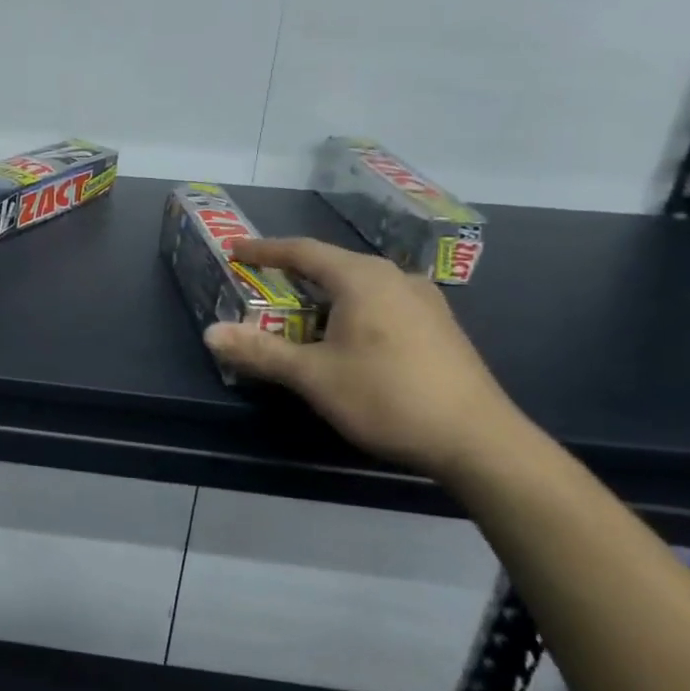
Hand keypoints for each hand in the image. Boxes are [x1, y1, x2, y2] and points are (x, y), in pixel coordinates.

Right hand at [203, 237, 525, 475]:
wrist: (479, 441)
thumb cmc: (388, 397)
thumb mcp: (314, 376)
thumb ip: (261, 351)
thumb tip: (210, 334)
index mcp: (362, 279)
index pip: (303, 251)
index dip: (264, 250)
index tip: (235, 249)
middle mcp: (395, 278)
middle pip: (333, 265)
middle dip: (293, 273)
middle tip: (261, 284)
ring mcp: (424, 301)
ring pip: (360, 285)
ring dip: (324, 294)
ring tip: (299, 313)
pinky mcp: (439, 326)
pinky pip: (382, 302)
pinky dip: (351, 309)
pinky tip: (346, 337)